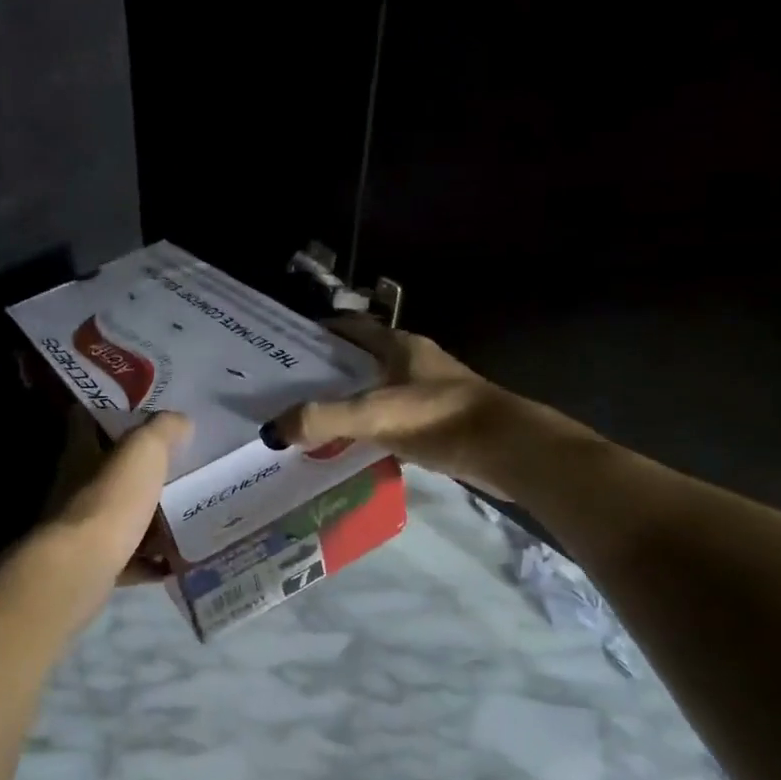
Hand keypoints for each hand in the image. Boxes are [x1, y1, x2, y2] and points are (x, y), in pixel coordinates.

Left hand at [46, 410, 191, 583]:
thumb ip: (163, 430)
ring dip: (146, 517)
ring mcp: (81, 528)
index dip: (109, 412)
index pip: (86, 420)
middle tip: (176, 467)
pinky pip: (128, 558)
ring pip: (118, 515)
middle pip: (106, 471)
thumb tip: (180, 421)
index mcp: (81, 452)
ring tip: (184, 514)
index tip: (140, 414)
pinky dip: (149, 560)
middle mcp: (75, 487)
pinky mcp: (93, 564)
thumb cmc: (111, 499)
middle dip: (137, 470)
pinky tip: (176, 560)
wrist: (83, 567)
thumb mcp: (144, 450)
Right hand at [269, 316, 524, 494]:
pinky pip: (391, 419)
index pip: (350, 328)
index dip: (318, 332)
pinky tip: (349, 446)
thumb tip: (271, 430)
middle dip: (326, 372)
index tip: (284, 347)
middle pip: (360, 360)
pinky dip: (369, 428)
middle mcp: (413, 362)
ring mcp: (428, 392)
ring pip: (376, 390)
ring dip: (348, 401)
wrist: (509, 451)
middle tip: (287, 389)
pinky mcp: (437, 423)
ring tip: (310, 418)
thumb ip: (322, 419)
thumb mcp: (374, 414)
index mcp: (399, 346)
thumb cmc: (440, 419)